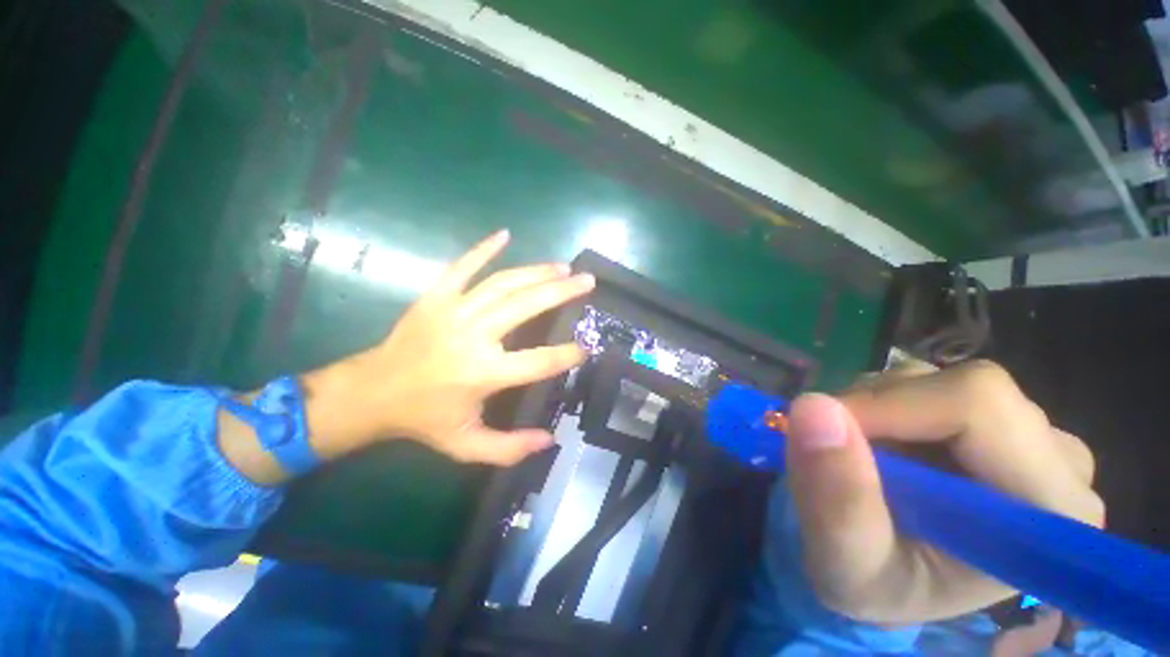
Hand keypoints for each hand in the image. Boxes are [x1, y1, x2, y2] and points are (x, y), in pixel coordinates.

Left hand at [303, 230, 593, 465]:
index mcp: (483, 373)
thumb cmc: (423, 419)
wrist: (371, 393)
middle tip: (587, 281)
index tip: (588, 345)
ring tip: (562, 267)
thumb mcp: (466, 445)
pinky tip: (505, 235)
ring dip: (536, 272)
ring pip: (503, 283)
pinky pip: (462, 266)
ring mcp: (453, 311)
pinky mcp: (435, 297)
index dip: (568, 353)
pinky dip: (483, 249)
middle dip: (561, 292)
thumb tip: (549, 439)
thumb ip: (509, 448)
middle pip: (526, 306)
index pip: (539, 361)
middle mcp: (473, 336)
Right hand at [784, 360, 1103, 624]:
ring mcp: (1034, 437)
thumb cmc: (877, 588)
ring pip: (940, 380)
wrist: (893, 583)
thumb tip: (812, 407)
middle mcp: (1060, 464)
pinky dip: (883, 405)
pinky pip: (930, 384)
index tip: (825, 430)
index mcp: (1048, 512)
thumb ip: (837, 498)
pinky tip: (880, 447)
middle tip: (839, 452)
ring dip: (875, 408)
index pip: (979, 407)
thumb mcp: (846, 565)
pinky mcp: (999, 422)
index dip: (890, 406)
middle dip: (878, 410)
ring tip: (859, 458)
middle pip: (964, 389)